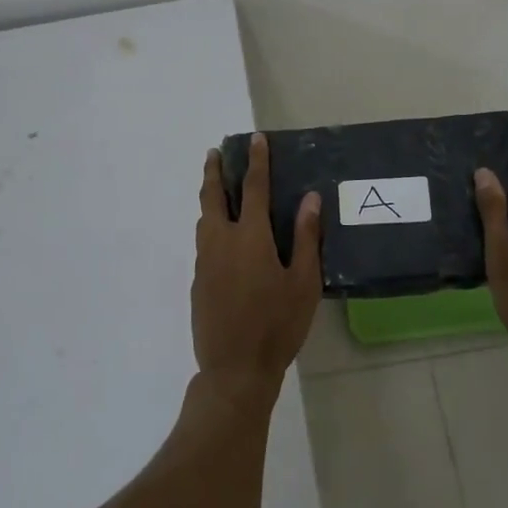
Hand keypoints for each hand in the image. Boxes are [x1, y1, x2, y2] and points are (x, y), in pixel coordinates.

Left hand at [191, 134, 322, 396]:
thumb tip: (311, 198)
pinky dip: (210, 227)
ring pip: (204, 219)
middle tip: (215, 153)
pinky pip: (203, 243)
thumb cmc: (277, 325)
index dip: (256, 161)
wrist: (234, 369)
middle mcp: (221, 241)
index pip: (253, 188)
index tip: (255, 139)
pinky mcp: (197, 281)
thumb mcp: (303, 283)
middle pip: (213, 197)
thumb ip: (307, 238)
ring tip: (216, 189)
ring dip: (209, 198)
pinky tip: (221, 238)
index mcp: (250, 237)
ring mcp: (204, 262)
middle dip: (214, 171)